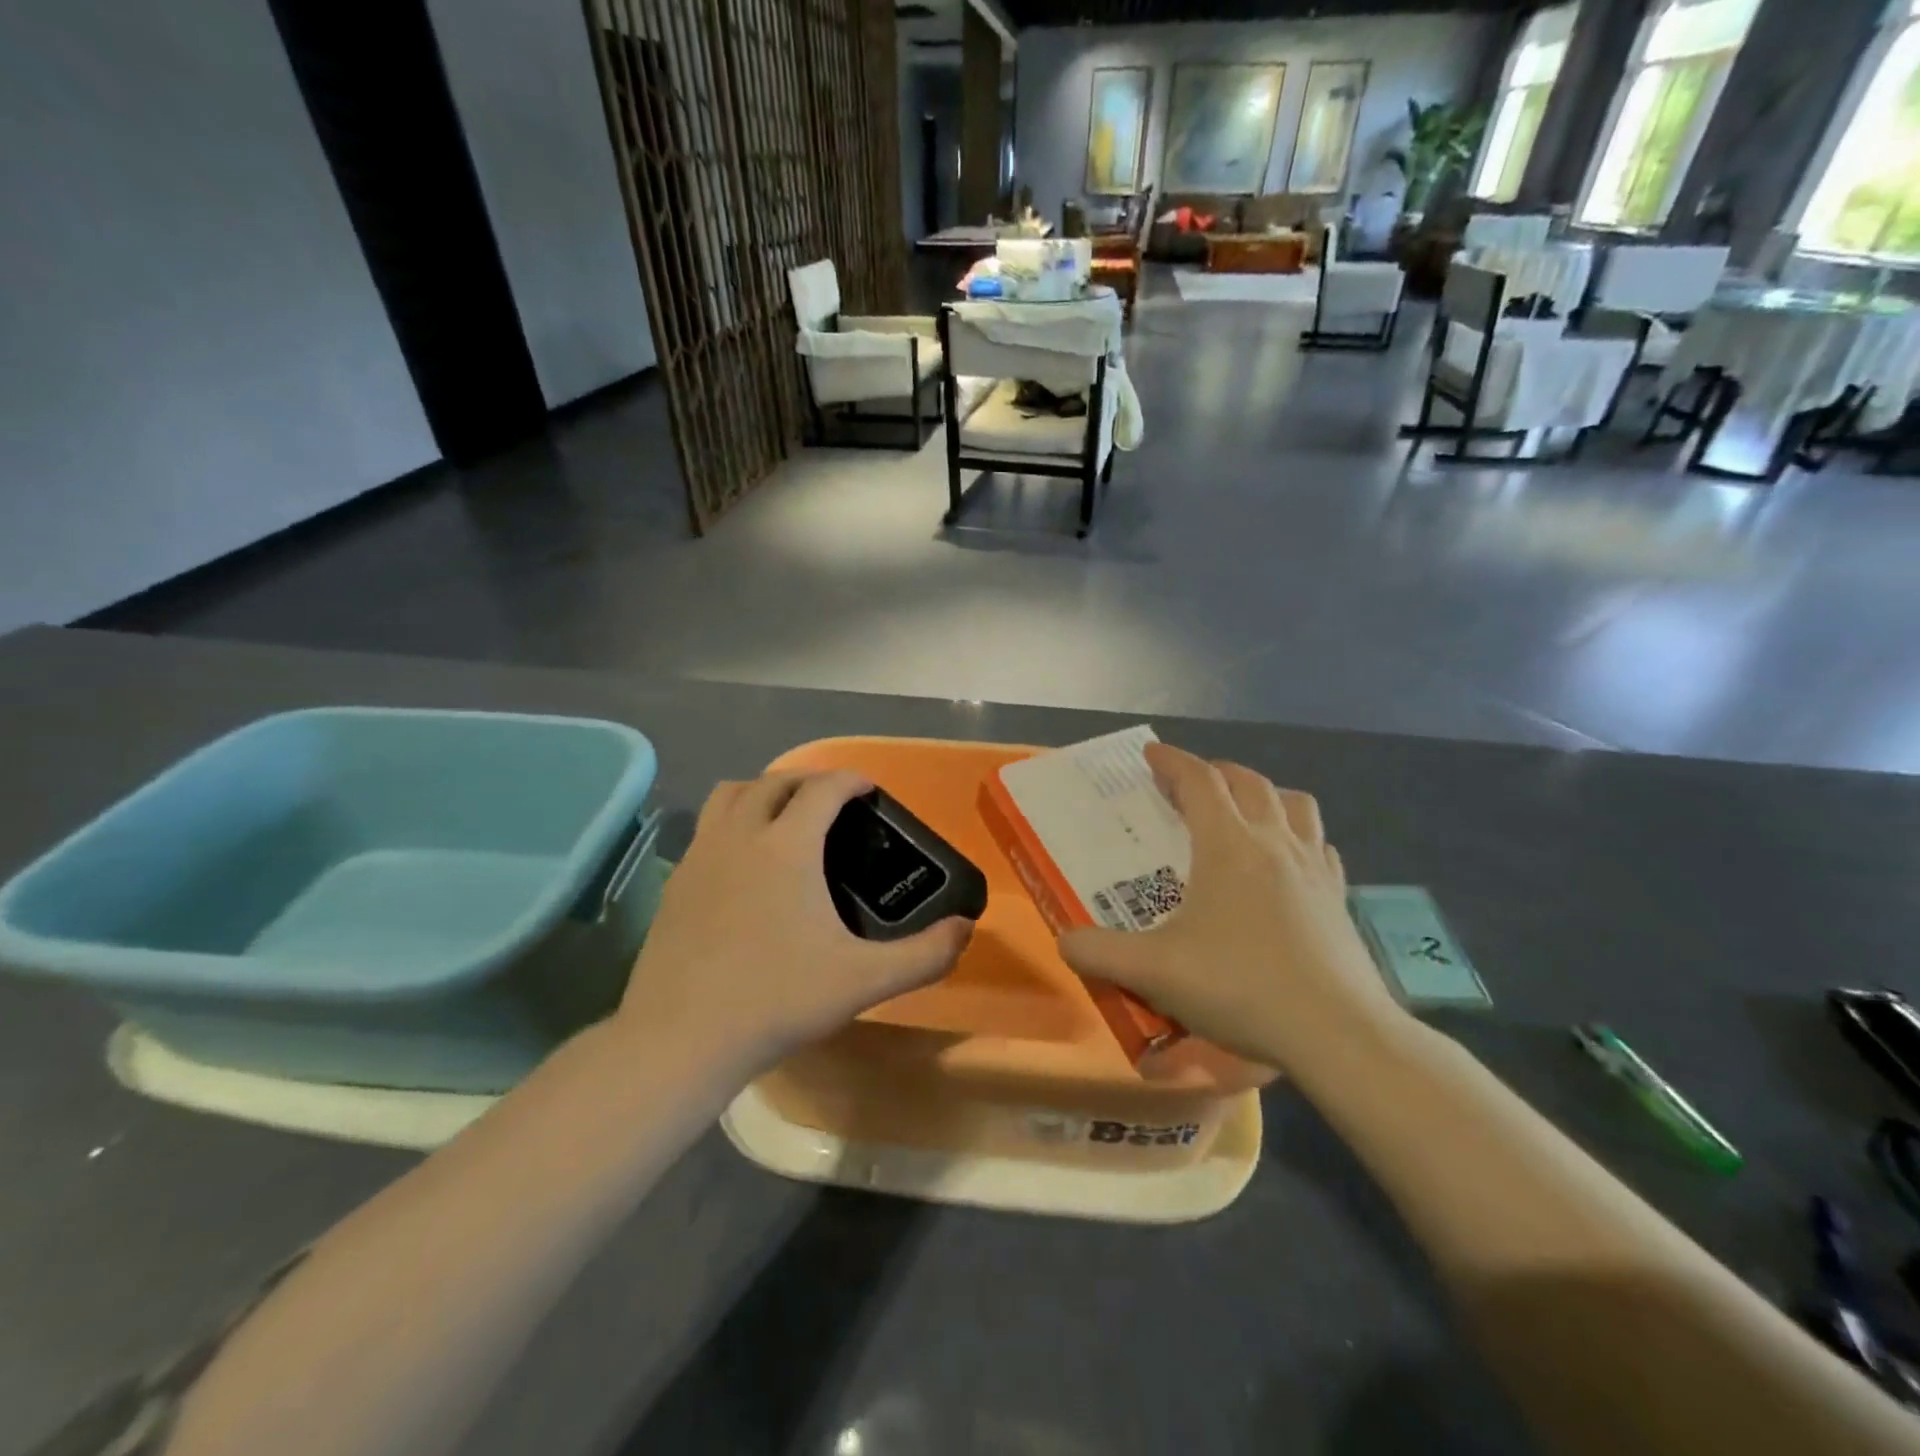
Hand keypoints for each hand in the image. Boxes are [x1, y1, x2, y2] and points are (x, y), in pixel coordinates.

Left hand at [618, 771, 973, 1069]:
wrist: (681, 1039)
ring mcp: (701, 856)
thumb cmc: (776, 1000)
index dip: (851, 780)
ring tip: (784, 818)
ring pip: (730, 795)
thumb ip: (924, 955)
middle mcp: (740, 835)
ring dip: (762, 792)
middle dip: (808, 781)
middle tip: (833, 804)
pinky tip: (744, 863)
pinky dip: (732, 823)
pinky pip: (707, 829)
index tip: (869, 790)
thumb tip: (966, 930)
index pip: (823, 788)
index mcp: (787, 846)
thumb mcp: (863, 981)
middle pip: (774, 782)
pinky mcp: (676, 882)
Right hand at [1058, 744, 1403, 1072]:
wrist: (1337, 1034)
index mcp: (1228, 844)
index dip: (1172, 761)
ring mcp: (1314, 868)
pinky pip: (1320, 845)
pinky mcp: (1340, 898)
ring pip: (1295, 804)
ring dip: (1265, 794)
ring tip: (1245, 812)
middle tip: (1189, 785)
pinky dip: (1300, 837)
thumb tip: (1064, 942)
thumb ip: (1098, 953)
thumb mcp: (1153, 972)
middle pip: (1248, 782)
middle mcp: (1274, 842)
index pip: (1198, 780)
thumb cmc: (1240, 987)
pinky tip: (1288, 863)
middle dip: (1215, 772)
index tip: (1150, 754)